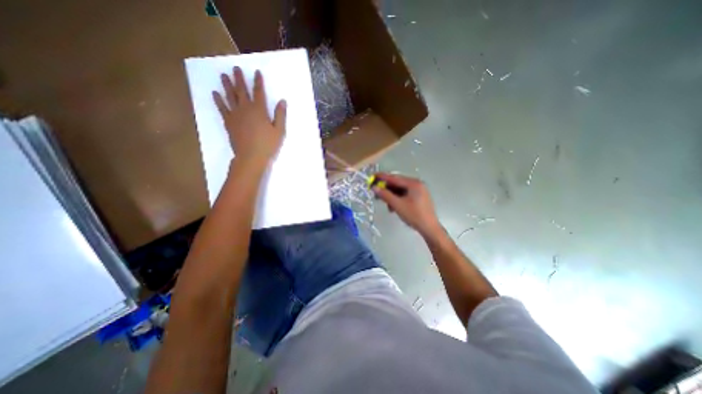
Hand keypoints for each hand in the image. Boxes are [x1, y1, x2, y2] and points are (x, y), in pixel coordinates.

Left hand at [212, 66, 286, 170]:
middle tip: (235, 68)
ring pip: (230, 96)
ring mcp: (235, 114)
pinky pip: (222, 108)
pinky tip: (215, 93)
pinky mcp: (228, 122)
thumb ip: (280, 115)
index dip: (258, 81)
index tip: (256, 72)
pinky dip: (218, 100)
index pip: (259, 92)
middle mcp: (245, 108)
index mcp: (259, 110)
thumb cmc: (268, 144)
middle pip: (242, 90)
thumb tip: (282, 101)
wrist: (251, 156)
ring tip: (223, 75)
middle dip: (239, 79)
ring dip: (226, 85)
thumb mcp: (279, 131)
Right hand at [370, 174, 439, 237]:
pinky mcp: (419, 197)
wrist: (429, 228)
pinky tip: (394, 207)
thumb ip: (385, 195)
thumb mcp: (397, 205)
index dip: (382, 177)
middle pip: (397, 183)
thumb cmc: (414, 215)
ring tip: (387, 205)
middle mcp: (417, 184)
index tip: (372, 176)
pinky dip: (398, 199)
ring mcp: (419, 190)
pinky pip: (405, 194)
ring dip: (392, 196)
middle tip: (376, 193)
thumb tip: (374, 188)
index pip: (394, 178)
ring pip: (400, 190)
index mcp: (414, 183)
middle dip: (386, 189)